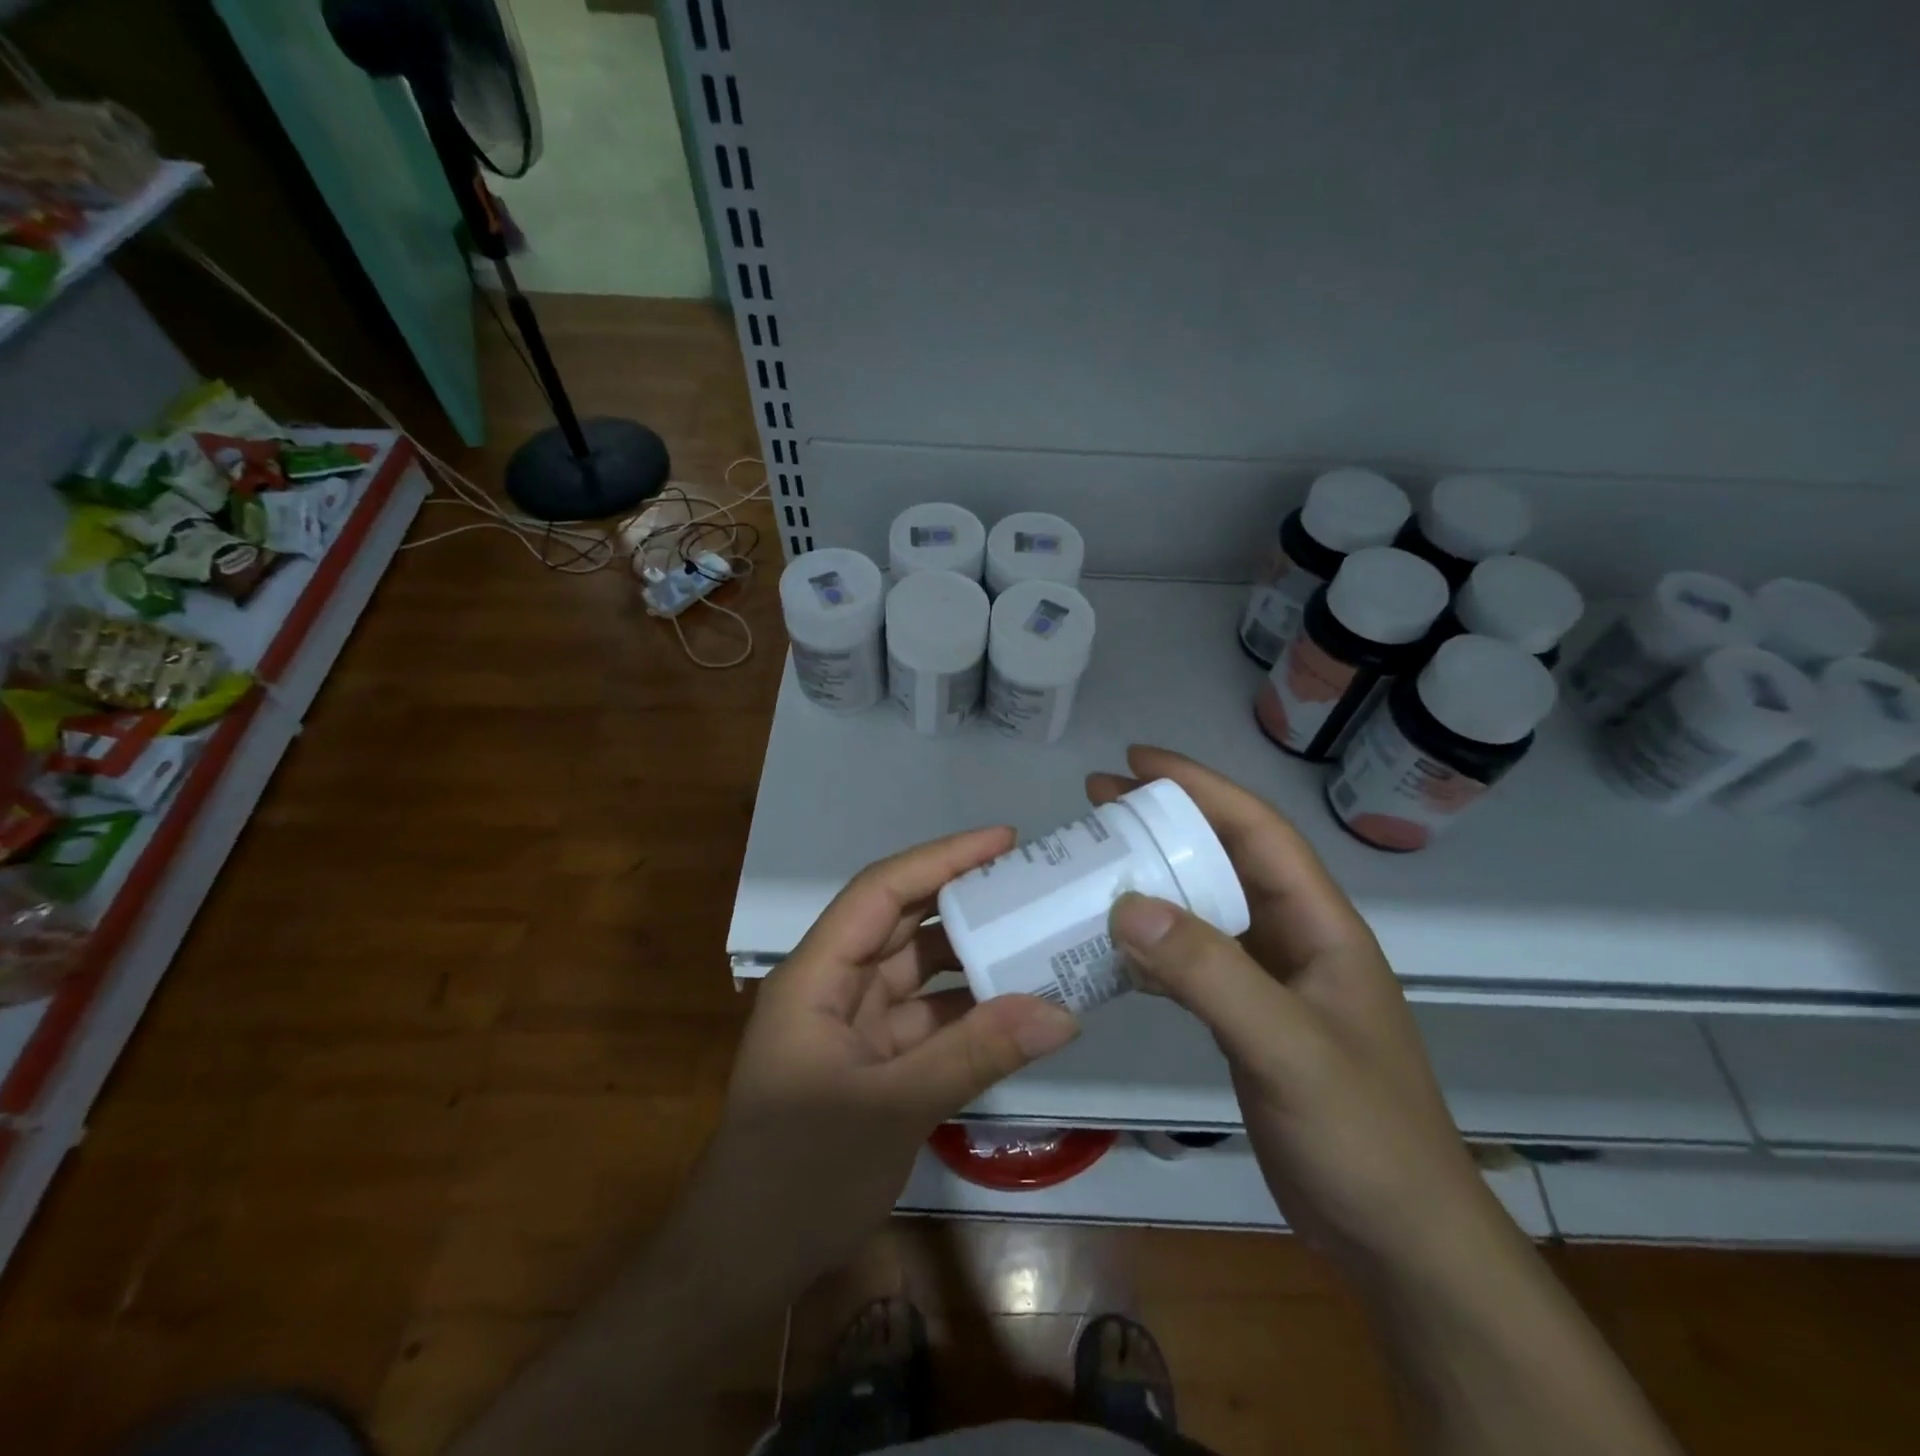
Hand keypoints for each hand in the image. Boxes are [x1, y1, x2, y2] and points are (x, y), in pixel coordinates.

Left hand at [683, 826, 1080, 1296]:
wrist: (743, 1265)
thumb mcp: (893, 1107)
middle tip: (1031, 883)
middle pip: (902, 923)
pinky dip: (967, 1013)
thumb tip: (1061, 1011)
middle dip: (964, 900)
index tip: (1004, 841)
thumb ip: (976, 1054)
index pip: (881, 892)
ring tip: (1036, 938)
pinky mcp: (871, 1061)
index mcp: (816, 974)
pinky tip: (1016, 1009)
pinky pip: (926, 1019)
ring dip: (971, 959)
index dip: (942, 859)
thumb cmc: (797, 1174)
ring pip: (918, 972)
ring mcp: (852, 1024)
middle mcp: (832, 985)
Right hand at [1089, 747, 1502, 1282]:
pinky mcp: (1248, 1019)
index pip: (1257, 830)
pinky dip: (1151, 944)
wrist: (1400, 1241)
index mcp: (1320, 924)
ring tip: (1094, 861)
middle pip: (1224, 859)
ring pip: (1203, 908)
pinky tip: (1111, 945)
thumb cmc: (1363, 1136)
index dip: (1200, 786)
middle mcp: (1295, 939)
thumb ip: (1211, 974)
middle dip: (1165, 822)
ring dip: (1152, 880)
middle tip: (1097, 801)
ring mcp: (1271, 980)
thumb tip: (1127, 904)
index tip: (1136, 761)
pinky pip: (1192, 961)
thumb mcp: (1287, 1048)